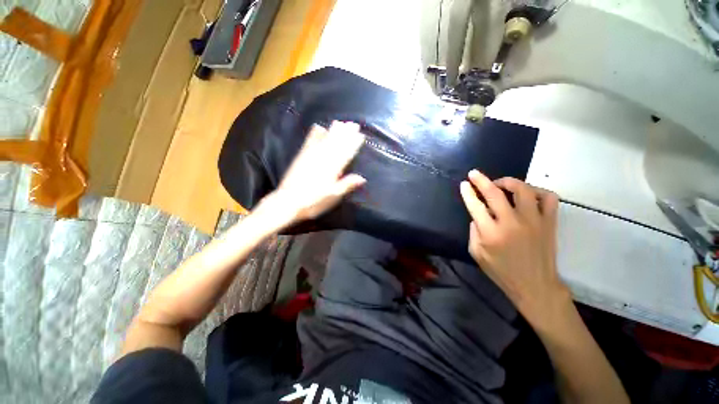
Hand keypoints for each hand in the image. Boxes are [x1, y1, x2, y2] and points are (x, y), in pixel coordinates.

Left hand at [255, 121, 365, 229]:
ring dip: (334, 131)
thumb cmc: (313, 202)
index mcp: (332, 170)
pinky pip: (309, 142)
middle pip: (337, 144)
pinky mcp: (301, 157)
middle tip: (354, 124)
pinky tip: (319, 127)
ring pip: (325, 140)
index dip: (354, 144)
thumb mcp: (333, 197)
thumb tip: (362, 178)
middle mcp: (323, 159)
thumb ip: (347, 185)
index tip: (361, 135)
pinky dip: (315, 134)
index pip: (346, 154)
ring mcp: (311, 156)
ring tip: (340, 122)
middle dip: (346, 134)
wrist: (287, 202)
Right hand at [460, 170, 569, 327]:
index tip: (464, 184)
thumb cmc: (502, 272)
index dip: (468, 192)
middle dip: (481, 180)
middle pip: (494, 193)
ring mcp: (533, 221)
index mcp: (491, 233)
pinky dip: (537, 191)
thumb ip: (473, 232)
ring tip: (501, 183)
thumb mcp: (477, 254)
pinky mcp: (549, 222)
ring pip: (523, 189)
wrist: (535, 285)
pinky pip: (548, 198)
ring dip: (508, 181)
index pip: (475, 206)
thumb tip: (477, 215)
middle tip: (474, 173)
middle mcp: (511, 223)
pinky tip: (528, 194)